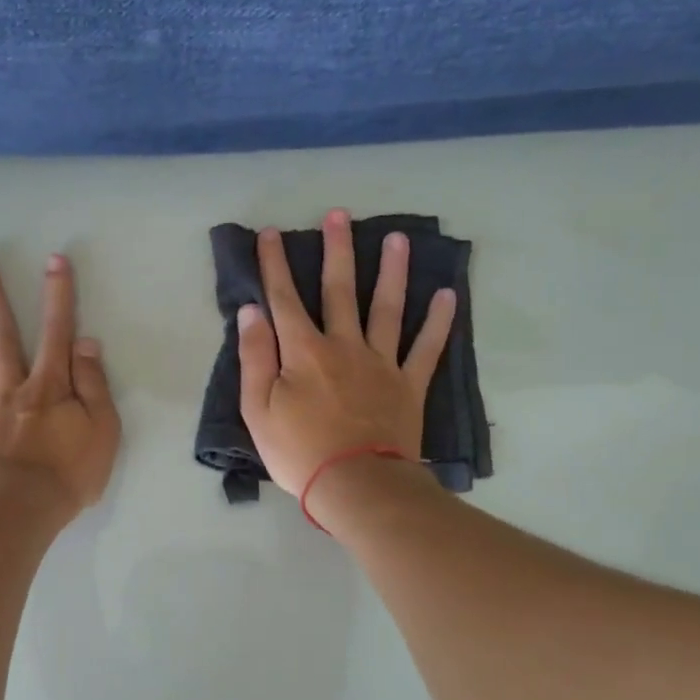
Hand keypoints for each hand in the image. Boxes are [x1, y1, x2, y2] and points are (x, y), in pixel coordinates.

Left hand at [0, 253, 119, 515]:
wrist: (17, 515)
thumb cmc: (67, 476)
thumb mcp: (102, 432)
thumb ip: (94, 386)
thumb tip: (86, 343)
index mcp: (48, 388)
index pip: (55, 333)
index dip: (58, 296)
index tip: (54, 261)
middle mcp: (9, 389)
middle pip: (0, 336)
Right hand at [237, 209, 456, 495]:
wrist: (356, 485)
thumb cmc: (299, 452)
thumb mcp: (258, 409)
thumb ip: (254, 357)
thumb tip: (251, 311)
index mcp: (303, 352)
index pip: (284, 298)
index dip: (275, 264)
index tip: (270, 233)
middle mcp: (343, 345)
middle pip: (340, 290)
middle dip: (337, 250)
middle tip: (340, 214)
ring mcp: (381, 363)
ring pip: (387, 307)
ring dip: (391, 271)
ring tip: (398, 238)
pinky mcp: (408, 384)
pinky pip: (426, 347)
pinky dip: (439, 321)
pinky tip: (448, 295)